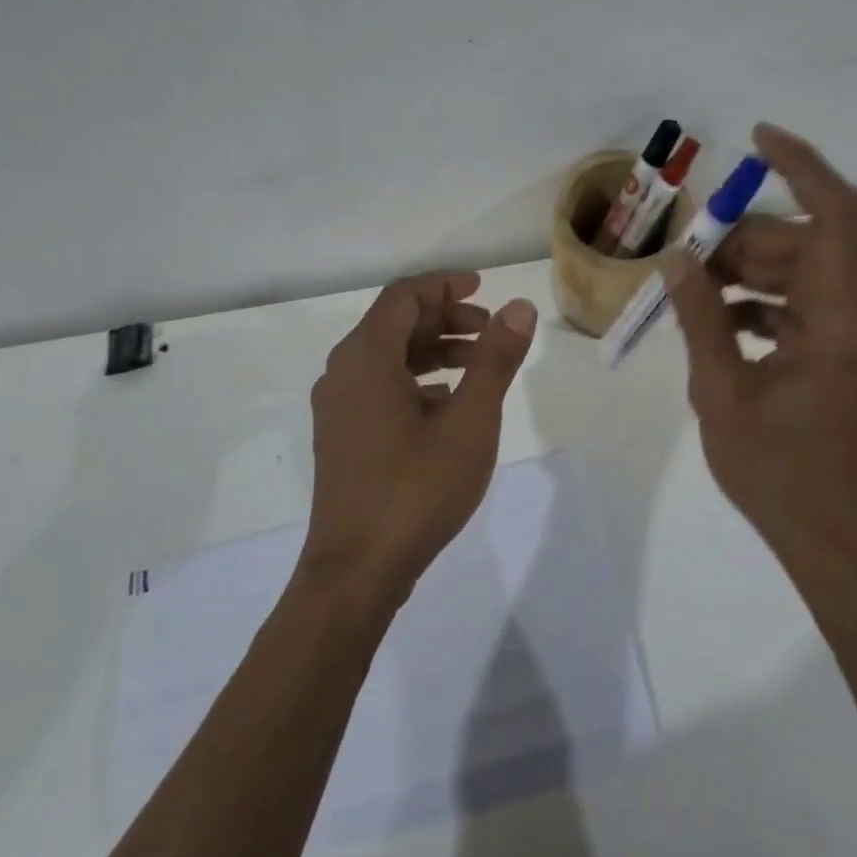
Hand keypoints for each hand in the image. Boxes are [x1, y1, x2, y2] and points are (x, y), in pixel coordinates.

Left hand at [303, 272, 537, 599]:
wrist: (356, 570)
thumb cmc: (416, 489)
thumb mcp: (470, 421)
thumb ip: (495, 359)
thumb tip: (518, 307)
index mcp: (365, 358)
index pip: (403, 297)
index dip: (444, 285)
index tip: (482, 288)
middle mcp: (342, 373)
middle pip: (393, 325)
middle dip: (444, 319)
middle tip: (490, 331)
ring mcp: (337, 408)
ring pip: (386, 359)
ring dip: (432, 351)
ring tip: (477, 365)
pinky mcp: (341, 437)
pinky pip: (378, 388)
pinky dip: (415, 382)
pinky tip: (447, 404)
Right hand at [666, 123, 856, 577]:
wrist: (836, 542)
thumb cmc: (776, 474)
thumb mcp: (721, 393)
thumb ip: (701, 318)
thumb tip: (677, 260)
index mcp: (847, 324)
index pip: (837, 216)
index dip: (801, 166)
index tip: (758, 138)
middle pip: (809, 248)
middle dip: (745, 244)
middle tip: (686, 262)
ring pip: (808, 278)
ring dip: (751, 277)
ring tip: (693, 297)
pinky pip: (812, 312)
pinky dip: (768, 309)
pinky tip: (722, 327)